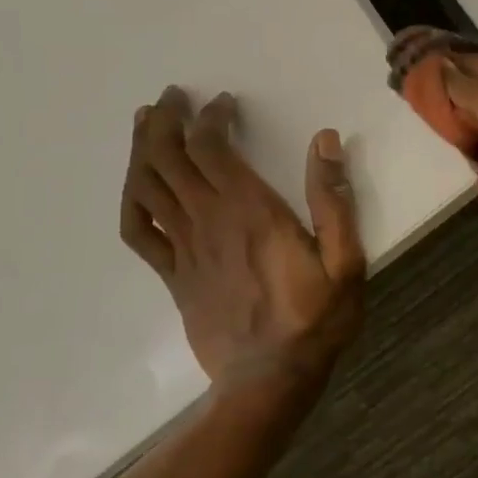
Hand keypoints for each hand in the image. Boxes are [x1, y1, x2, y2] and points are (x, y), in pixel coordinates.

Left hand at [120, 87, 365, 386]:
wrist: (270, 380)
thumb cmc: (315, 318)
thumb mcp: (346, 261)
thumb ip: (334, 200)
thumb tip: (324, 141)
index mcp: (250, 211)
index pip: (212, 147)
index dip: (211, 117)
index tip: (224, 103)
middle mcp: (208, 221)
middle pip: (169, 158)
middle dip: (166, 120)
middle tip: (172, 97)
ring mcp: (184, 249)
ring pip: (147, 187)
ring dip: (142, 149)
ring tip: (146, 122)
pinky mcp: (173, 275)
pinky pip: (138, 231)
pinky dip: (131, 200)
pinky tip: (136, 186)